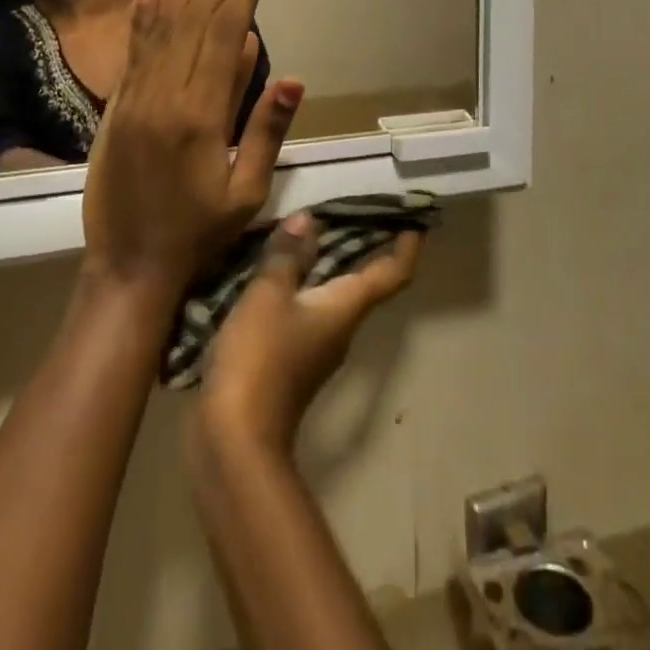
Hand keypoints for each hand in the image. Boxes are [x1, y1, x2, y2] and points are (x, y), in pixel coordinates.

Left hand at [82, 0, 303, 292]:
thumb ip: (265, 130)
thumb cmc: (198, 234)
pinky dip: (141, 16)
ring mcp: (136, 98)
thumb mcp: (247, 193)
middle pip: (194, 21)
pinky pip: (133, 52)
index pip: (227, 38)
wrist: (129, 266)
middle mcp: (167, 95)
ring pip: (162, 27)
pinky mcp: (117, 107)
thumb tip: (289, 76)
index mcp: (203, 115)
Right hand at [199, 213, 422, 452]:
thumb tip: (308, 220)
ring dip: (326, 264)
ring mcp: (316, 347)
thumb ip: (287, 256)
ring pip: (332, 296)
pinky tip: (274, 272)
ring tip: (305, 232)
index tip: (414, 221)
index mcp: (346, 308)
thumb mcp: (269, 296)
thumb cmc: (260, 359)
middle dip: (363, 246)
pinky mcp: (290, 361)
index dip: (407, 247)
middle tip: (351, 208)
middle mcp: (341, 327)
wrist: (235, 440)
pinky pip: (305, 310)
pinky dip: (300, 285)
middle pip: (364, 282)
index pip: (392, 274)